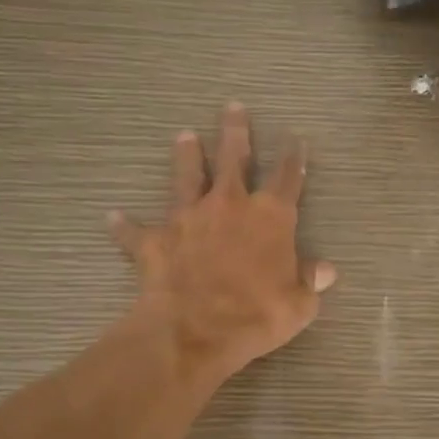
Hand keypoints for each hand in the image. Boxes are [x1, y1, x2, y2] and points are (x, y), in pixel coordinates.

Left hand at [110, 103, 335, 388]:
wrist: (194, 331)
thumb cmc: (256, 316)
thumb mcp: (299, 305)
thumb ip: (310, 281)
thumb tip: (326, 270)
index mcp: (270, 217)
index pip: (287, 177)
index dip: (294, 157)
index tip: (295, 138)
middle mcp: (229, 205)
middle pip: (234, 159)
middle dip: (235, 132)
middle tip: (232, 107)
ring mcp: (188, 218)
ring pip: (187, 177)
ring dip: (187, 157)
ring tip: (184, 136)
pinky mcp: (155, 240)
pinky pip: (136, 230)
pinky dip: (124, 225)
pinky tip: (113, 216)